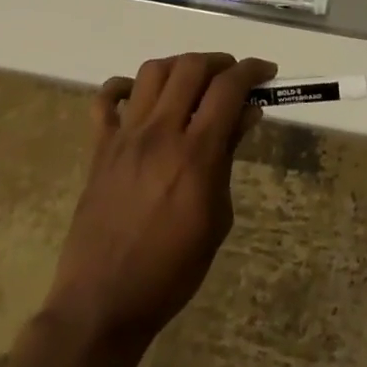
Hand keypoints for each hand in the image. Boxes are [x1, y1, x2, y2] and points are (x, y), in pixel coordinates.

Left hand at [43, 52, 276, 351]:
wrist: (102, 303)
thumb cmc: (171, 271)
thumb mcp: (217, 218)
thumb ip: (229, 157)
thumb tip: (247, 113)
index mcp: (195, 154)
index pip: (228, 88)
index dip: (251, 70)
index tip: (267, 71)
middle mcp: (159, 133)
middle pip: (190, 67)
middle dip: (219, 63)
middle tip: (232, 78)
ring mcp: (125, 137)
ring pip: (152, 72)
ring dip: (179, 67)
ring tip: (192, 83)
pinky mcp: (99, 148)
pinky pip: (106, 99)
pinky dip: (125, 88)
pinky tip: (140, 98)